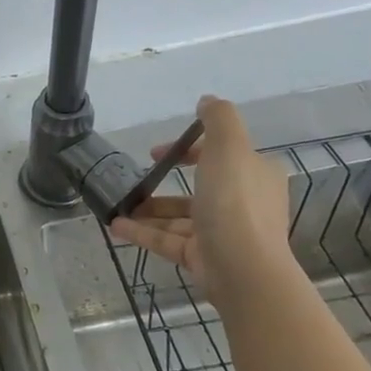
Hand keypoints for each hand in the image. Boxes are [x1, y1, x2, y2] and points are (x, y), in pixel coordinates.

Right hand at [109, 94, 290, 300]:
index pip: (221, 155)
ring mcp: (222, 233)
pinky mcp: (203, 257)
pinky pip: (168, 240)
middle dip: (165, 183)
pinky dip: (143, 232)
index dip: (188, 150)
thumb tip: (207, 100)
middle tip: (138, 179)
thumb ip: (218, 119)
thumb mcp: (228, 147)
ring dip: (149, 210)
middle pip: (199, 187)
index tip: (157, 152)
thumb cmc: (235, 202)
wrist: (243, 269)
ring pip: (180, 217)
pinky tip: (115, 226)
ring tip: (119, 205)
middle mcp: (243, 203)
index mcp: (255, 175)